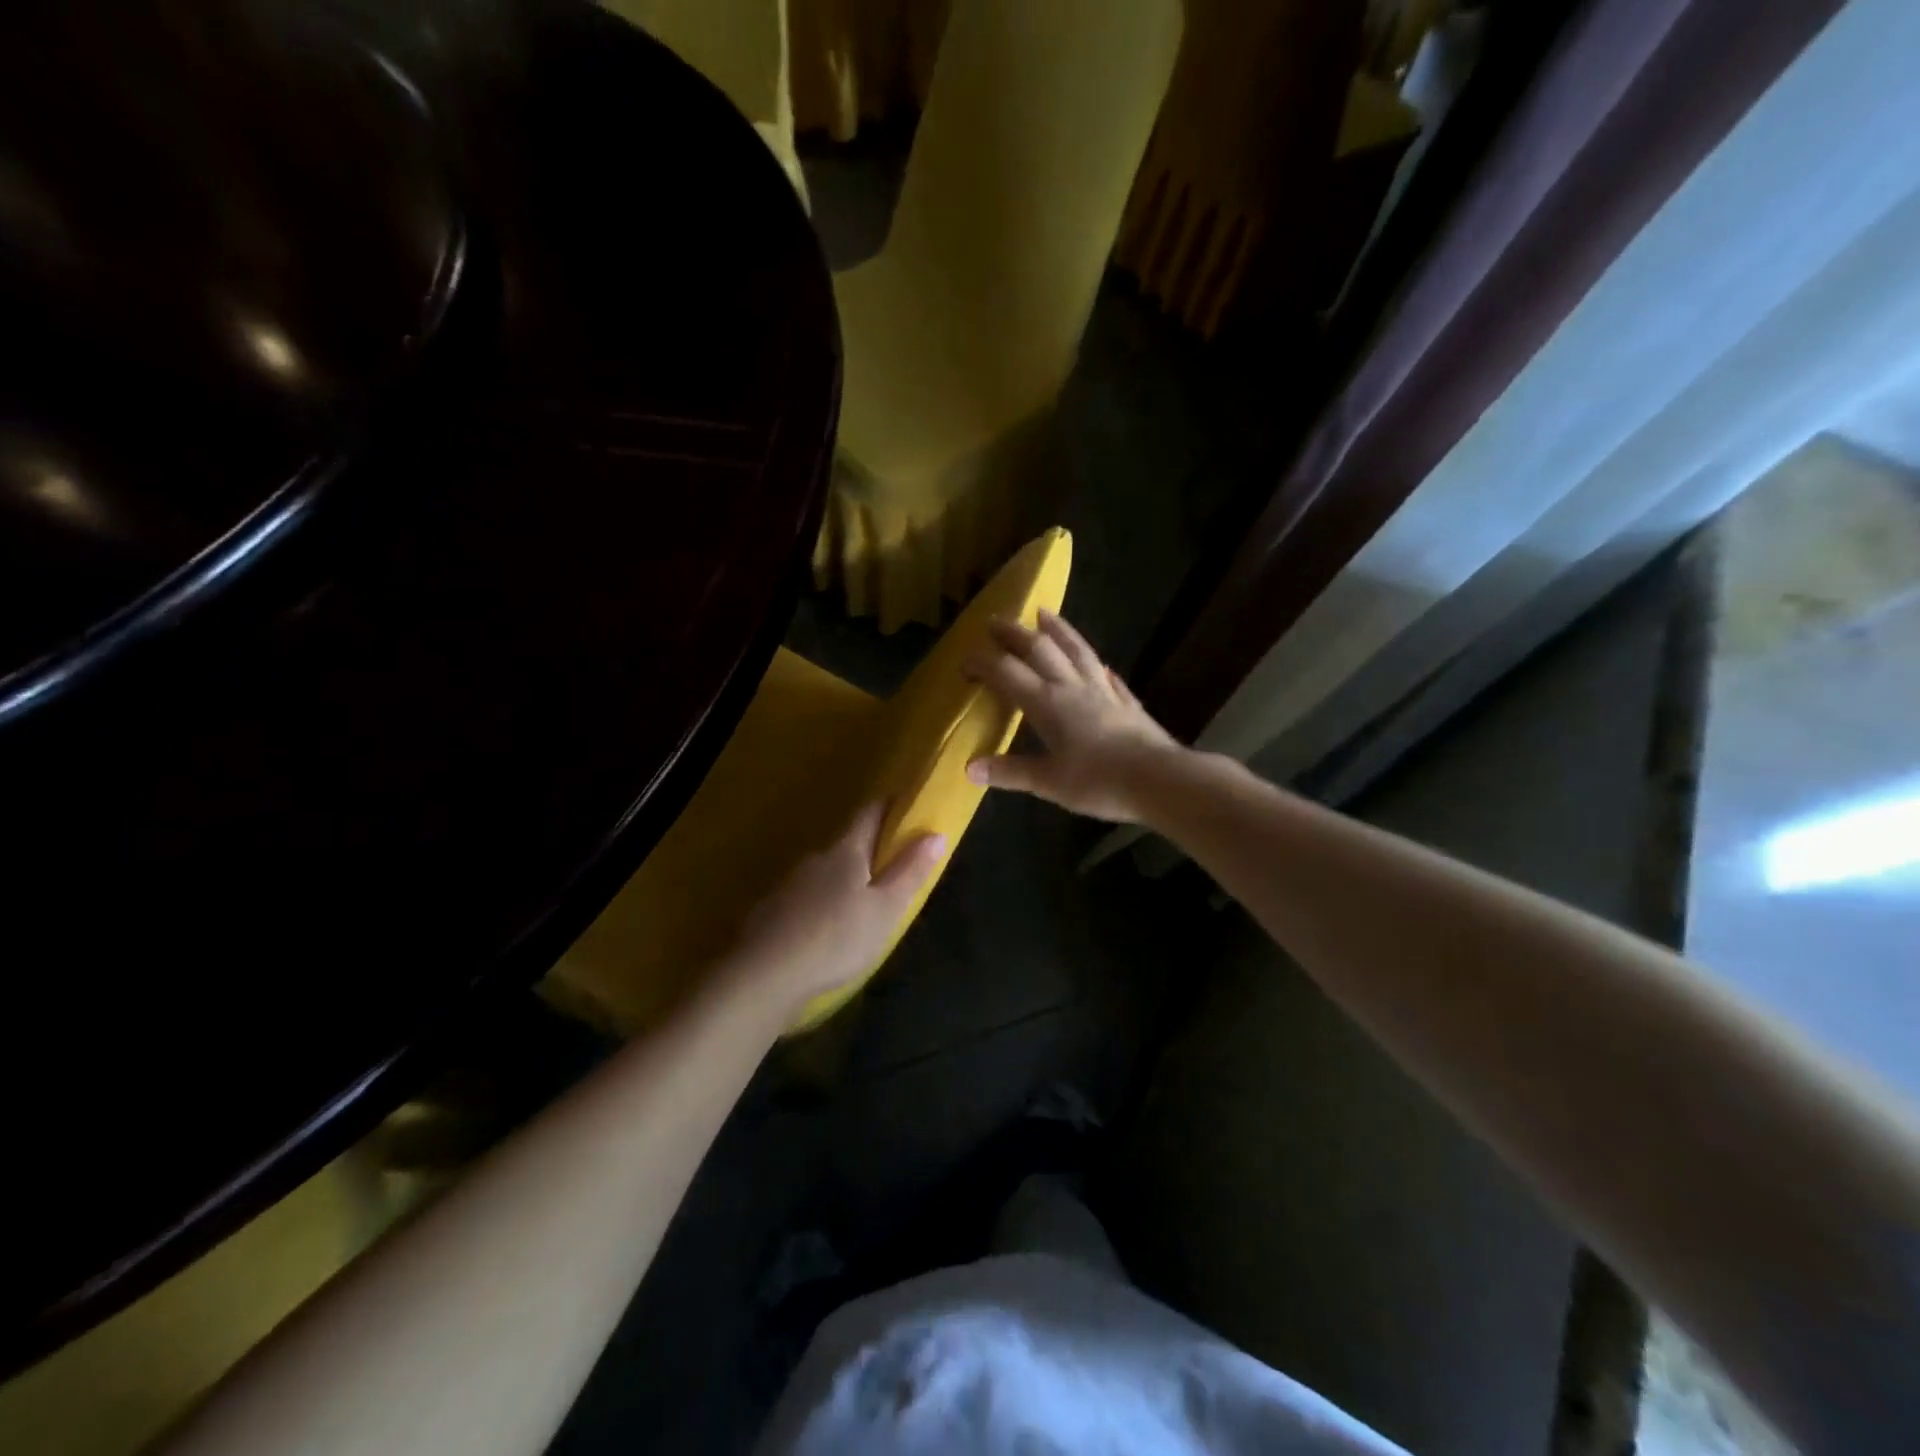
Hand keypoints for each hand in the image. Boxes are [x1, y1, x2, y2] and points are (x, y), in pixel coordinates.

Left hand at [723, 802, 944, 1018]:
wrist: (766, 975)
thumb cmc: (838, 938)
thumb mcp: (886, 909)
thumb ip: (910, 871)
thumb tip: (936, 833)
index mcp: (846, 852)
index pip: (869, 814)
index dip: (888, 805)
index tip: (905, 803)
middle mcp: (815, 859)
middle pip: (846, 844)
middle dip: (868, 851)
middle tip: (891, 868)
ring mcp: (789, 884)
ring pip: (824, 873)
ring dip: (843, 881)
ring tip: (860, 906)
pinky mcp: (771, 911)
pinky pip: (805, 899)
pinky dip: (820, 905)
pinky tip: (826, 930)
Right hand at [962, 609, 1182, 823]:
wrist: (1159, 780)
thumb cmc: (1099, 783)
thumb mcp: (1048, 783)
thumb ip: (1010, 772)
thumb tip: (969, 768)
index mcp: (1048, 704)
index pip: (1008, 672)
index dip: (983, 662)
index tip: (964, 661)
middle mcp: (1073, 687)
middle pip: (1040, 649)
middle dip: (1014, 634)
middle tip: (996, 621)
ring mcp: (1104, 690)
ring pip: (1077, 650)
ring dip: (1057, 630)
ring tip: (1044, 613)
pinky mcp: (1127, 702)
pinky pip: (1107, 674)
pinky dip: (1095, 663)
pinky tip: (1097, 663)